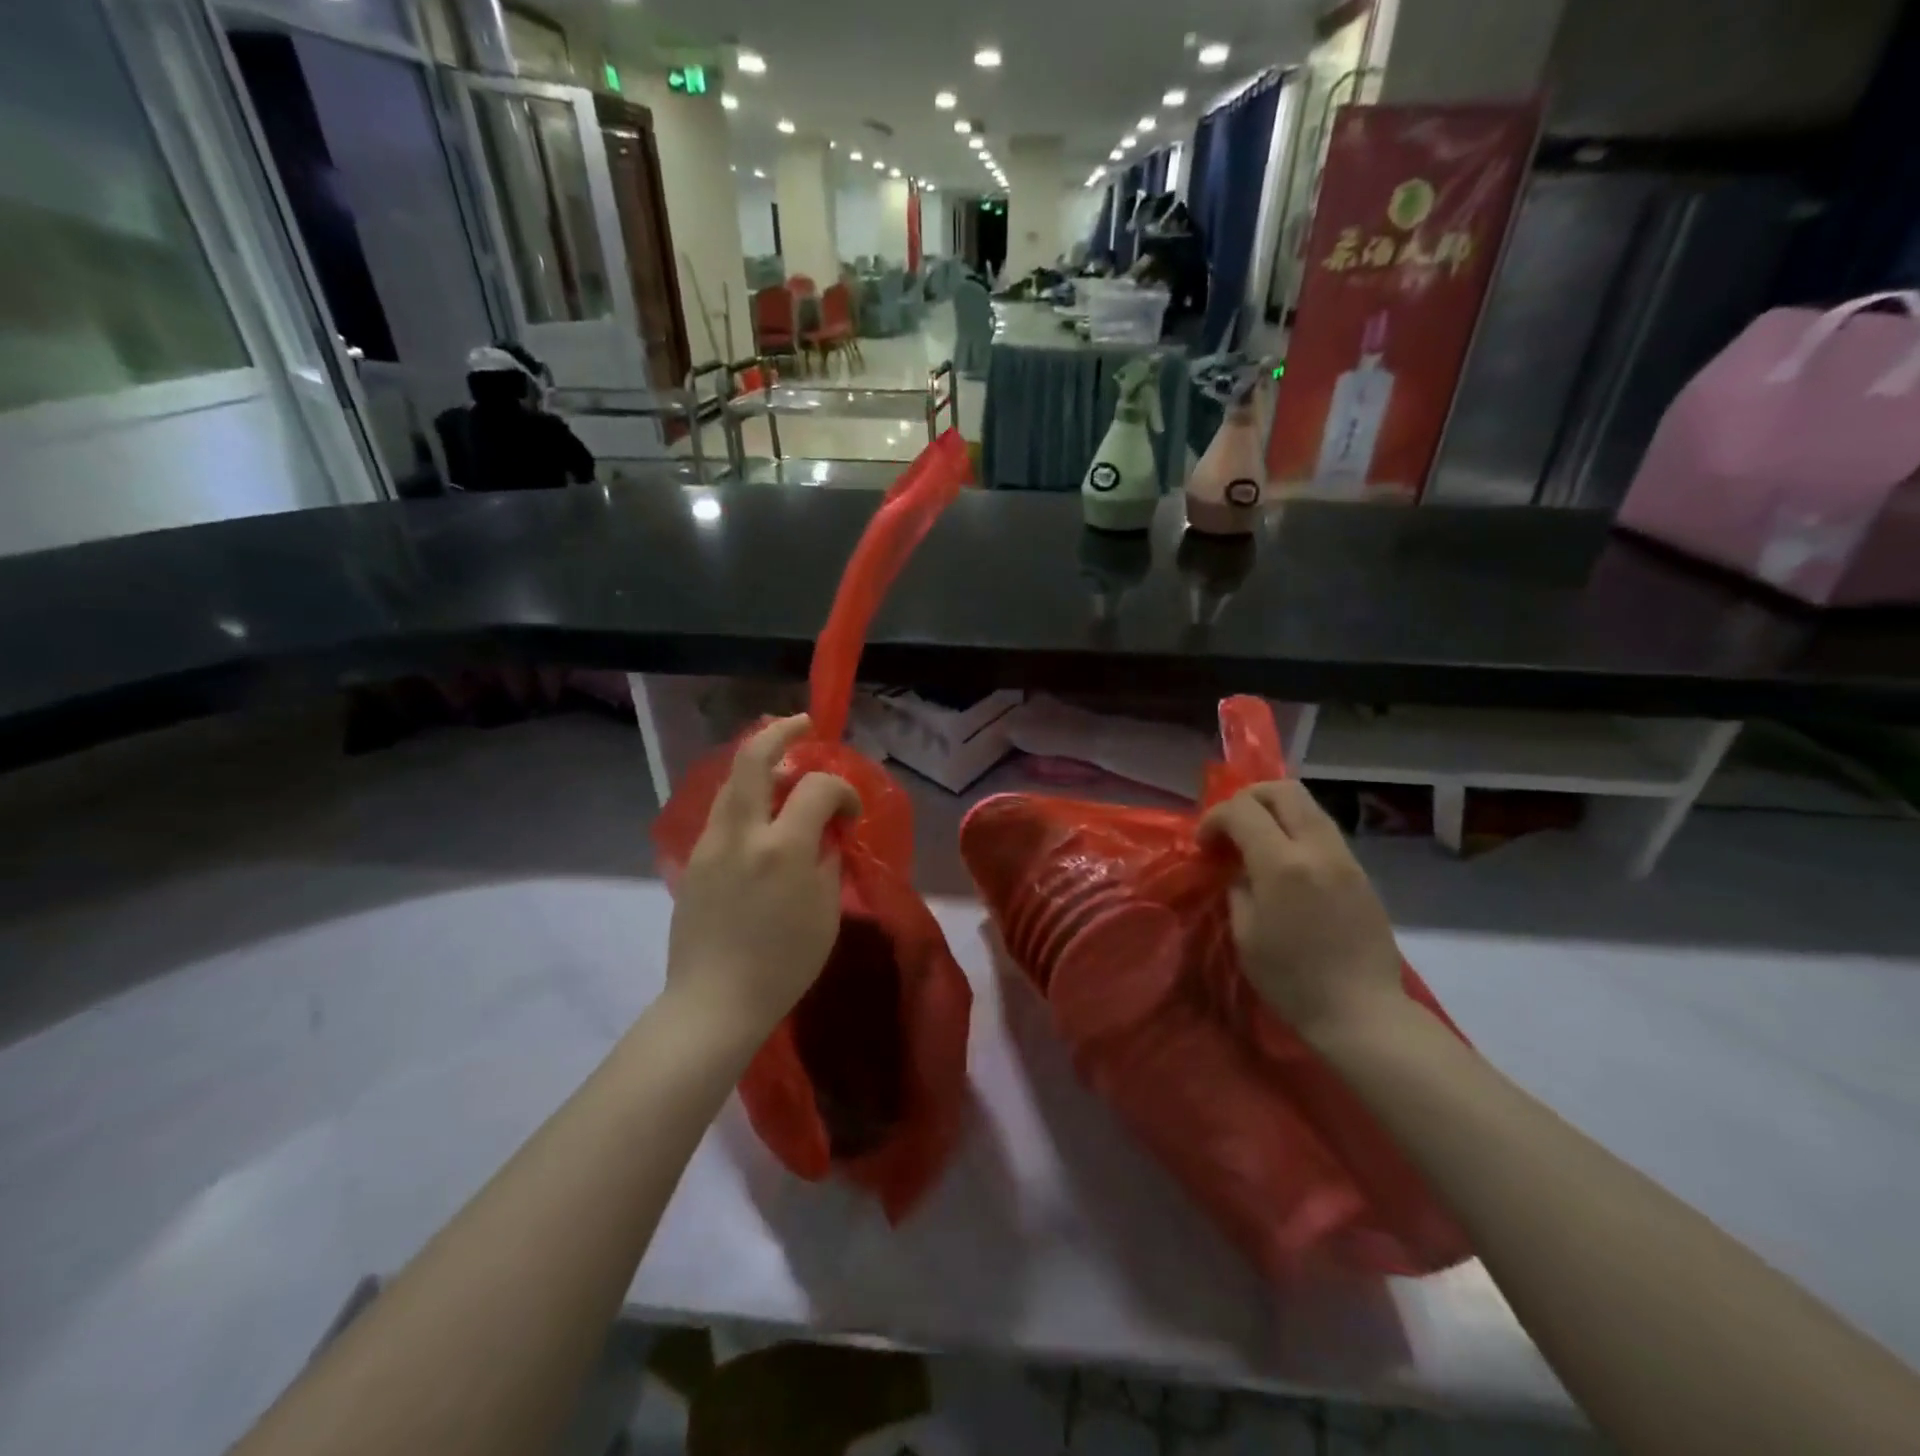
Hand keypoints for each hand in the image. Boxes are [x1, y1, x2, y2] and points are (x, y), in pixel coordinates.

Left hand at [666, 715, 858, 1044]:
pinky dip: (745, 794)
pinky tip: (761, 810)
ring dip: (759, 762)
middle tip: (803, 724)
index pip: (818, 788)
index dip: (842, 790)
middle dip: (781, 732)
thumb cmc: (784, 964)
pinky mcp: (696, 859)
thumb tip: (824, 834)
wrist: (715, 1002)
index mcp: (782, 848)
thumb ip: (827, 860)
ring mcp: (711, 843)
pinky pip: (723, 810)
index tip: (850, 814)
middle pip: (753, 758)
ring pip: (732, 780)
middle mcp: (742, 832)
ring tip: (783, 763)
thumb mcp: (825, 912)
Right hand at [1200, 781, 1404, 1041]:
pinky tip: (1284, 863)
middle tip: (1230, 828)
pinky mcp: (1360, 873)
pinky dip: (1295, 831)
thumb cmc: (1292, 980)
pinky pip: (1323, 831)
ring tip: (1256, 843)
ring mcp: (1345, 858)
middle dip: (1247, 799)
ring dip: (1274, 812)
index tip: (1204, 845)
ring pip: (1307, 806)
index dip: (1214, 818)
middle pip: (1282, 790)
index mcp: (1283, 865)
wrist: (1362, 1013)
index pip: (1242, 810)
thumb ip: (1238, 888)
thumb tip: (1240, 869)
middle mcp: (1318, 849)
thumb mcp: (1245, 934)